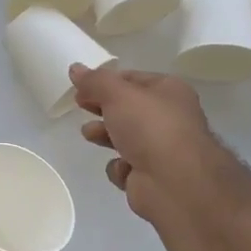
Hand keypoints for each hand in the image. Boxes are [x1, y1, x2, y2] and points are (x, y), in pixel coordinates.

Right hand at [71, 63, 220, 220]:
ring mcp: (162, 149)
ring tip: (89, 134)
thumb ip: (94, 81)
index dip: (105, 81)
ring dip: (105, 135)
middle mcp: (169, 117)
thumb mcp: (117, 95)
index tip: (81, 86)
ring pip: (126, 137)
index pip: (133, 79)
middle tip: (80, 105)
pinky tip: (122, 167)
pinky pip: (127, 166)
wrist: (175, 183)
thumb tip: (75, 68)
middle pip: (128, 108)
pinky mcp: (152, 177)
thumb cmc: (149, 127)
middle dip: (102, 108)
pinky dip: (120, 167)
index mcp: (169, 91)